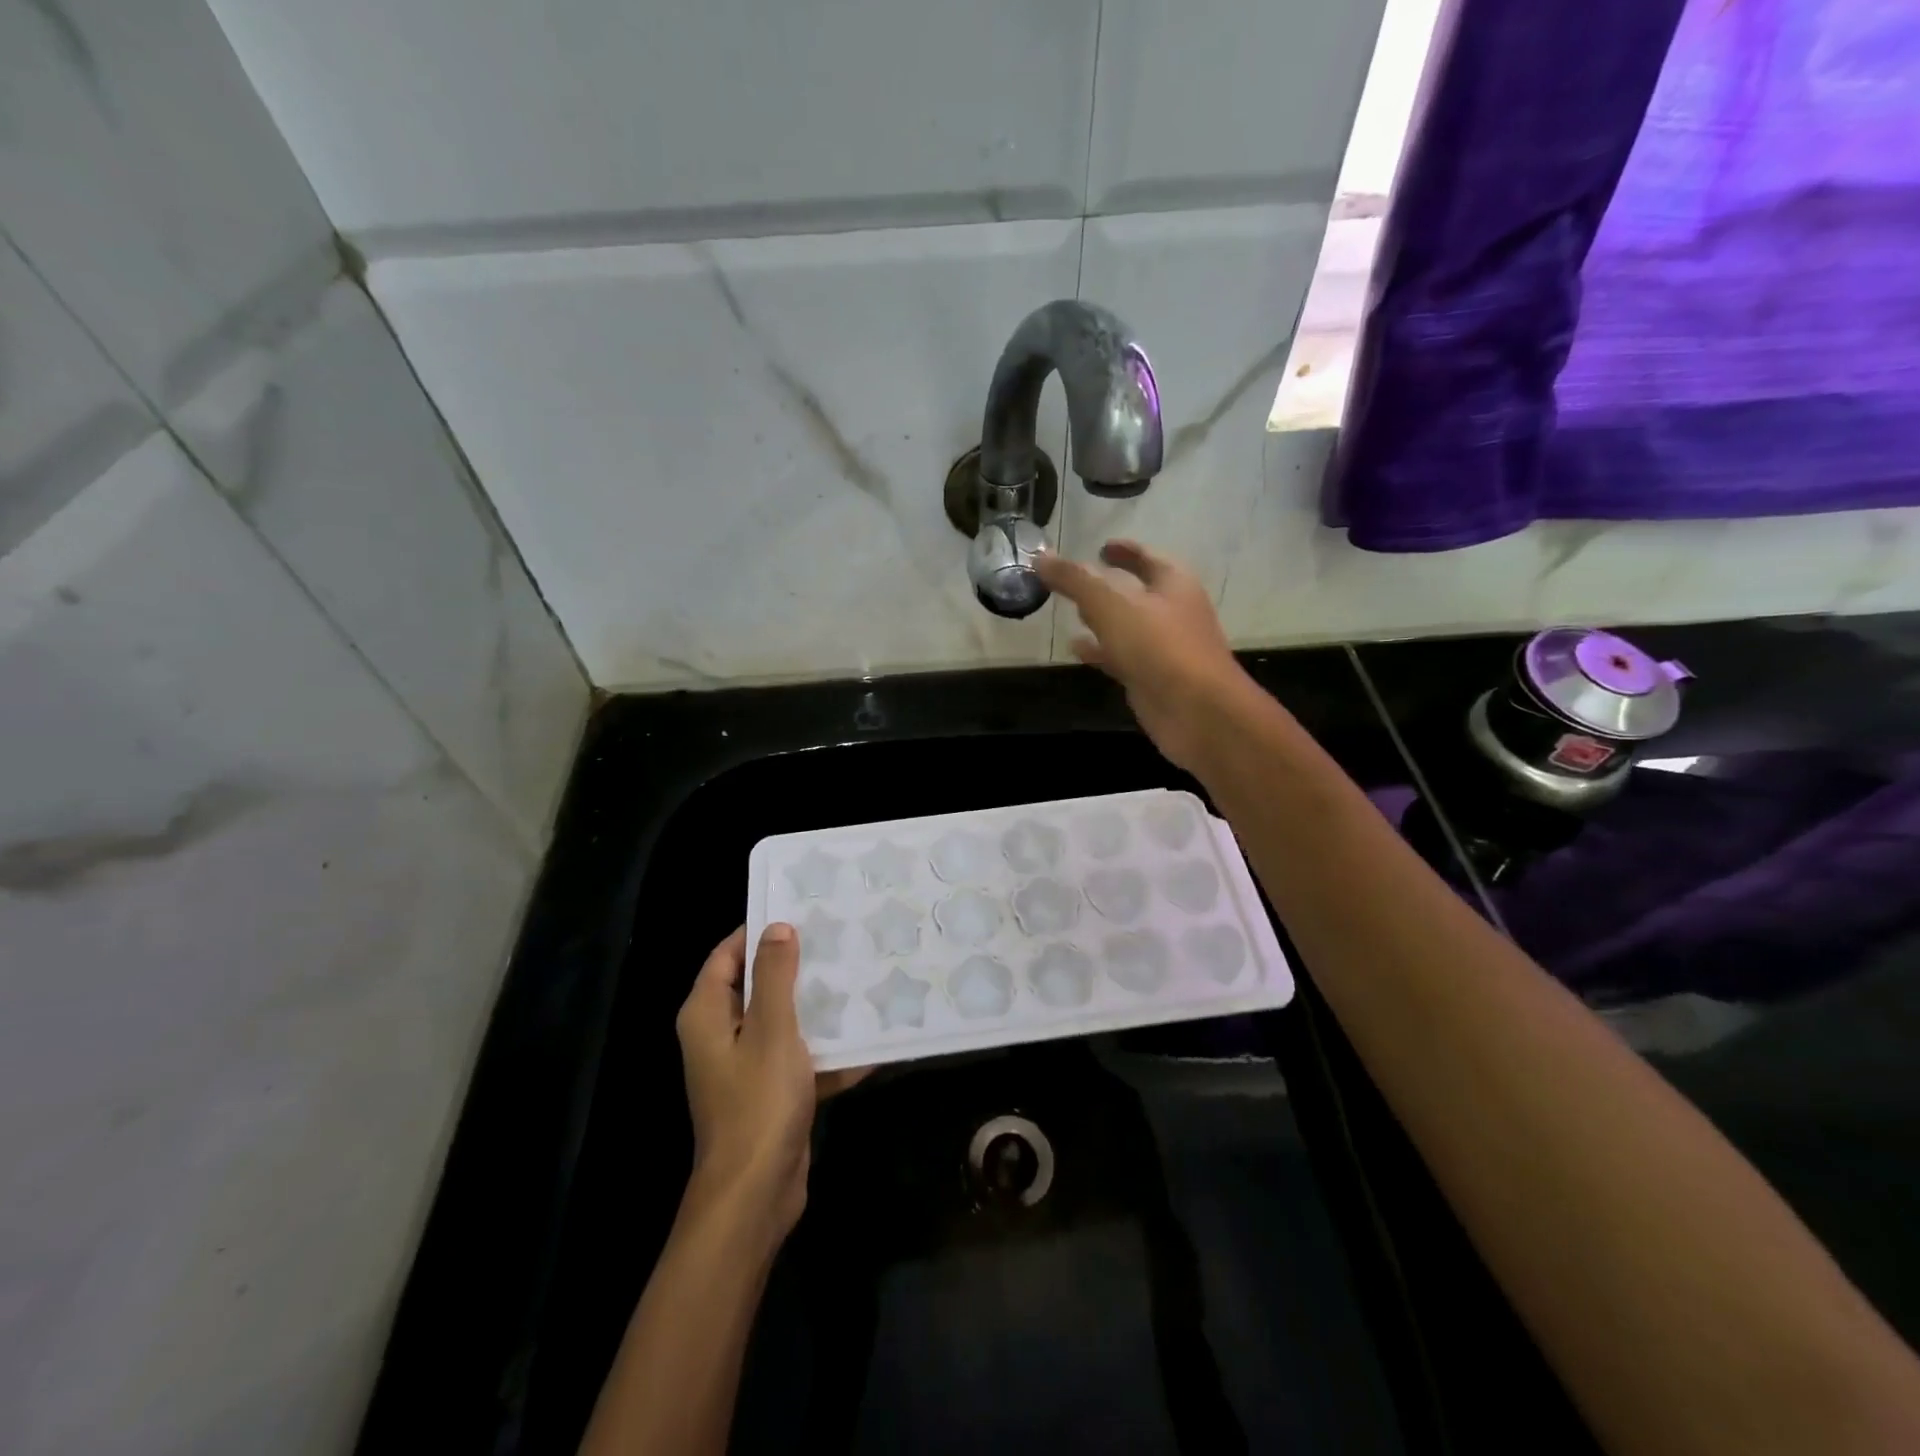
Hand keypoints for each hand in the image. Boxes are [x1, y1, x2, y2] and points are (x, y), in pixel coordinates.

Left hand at [675, 925, 864, 1242]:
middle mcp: (720, 1034)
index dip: (758, 931)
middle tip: (838, 939)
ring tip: (858, 976)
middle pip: (757, 985)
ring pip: (782, 1020)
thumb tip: (778, 928)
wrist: (756, 1194)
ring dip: (816, 1006)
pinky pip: (799, 1057)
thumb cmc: (758, 1102)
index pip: (727, 954)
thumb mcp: (771, 1028)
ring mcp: (746, 1066)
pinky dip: (826, 1051)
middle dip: (796, 965)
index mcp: (707, 1014)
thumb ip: (774, 975)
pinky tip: (869, 1040)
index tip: (800, 910)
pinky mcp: (770, 1092)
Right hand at [1037, 540, 1252, 772]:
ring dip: (1102, 619)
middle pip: (1137, 591)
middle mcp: (1172, 611)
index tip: (1101, 546)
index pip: (1146, 556)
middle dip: (1108, 586)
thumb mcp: (1111, 604)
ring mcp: (1164, 648)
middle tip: (1077, 581)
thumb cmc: (1159, 647)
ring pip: (1128, 626)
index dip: (1124, 550)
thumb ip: (1076, 579)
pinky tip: (1076, 650)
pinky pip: (1122, 657)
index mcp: (1173, 583)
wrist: (1196, 712)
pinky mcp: (1152, 678)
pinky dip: (1100, 651)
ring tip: (1072, 613)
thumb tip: (1040, 557)